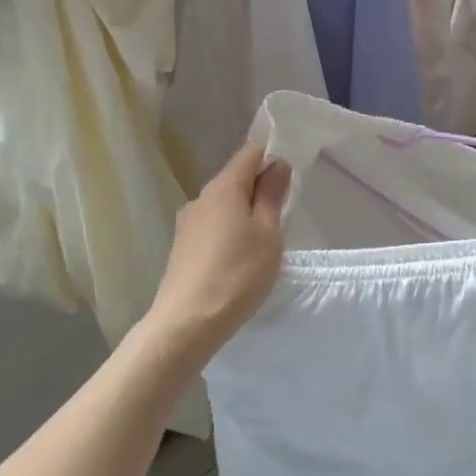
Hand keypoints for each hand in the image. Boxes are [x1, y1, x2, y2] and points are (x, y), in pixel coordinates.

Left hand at [146, 142, 291, 357]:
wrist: (188, 322)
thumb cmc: (238, 273)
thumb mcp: (268, 233)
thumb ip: (272, 196)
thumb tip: (278, 164)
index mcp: (223, 188)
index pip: (249, 153)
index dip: (271, 153)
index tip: (292, 166)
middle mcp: (200, 198)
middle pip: (235, 179)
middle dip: (260, 185)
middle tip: (286, 206)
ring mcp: (188, 224)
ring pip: (224, 205)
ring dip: (245, 210)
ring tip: (268, 235)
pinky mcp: (183, 248)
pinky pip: (213, 226)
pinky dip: (231, 230)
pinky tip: (243, 255)